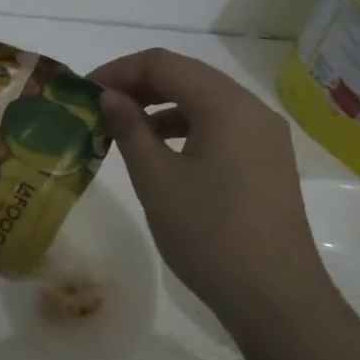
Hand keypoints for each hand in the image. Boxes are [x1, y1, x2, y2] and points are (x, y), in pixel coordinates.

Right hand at [90, 48, 331, 332]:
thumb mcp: (156, 178)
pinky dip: (186, 129)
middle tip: (100, 108)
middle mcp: (252, 110)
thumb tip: (110, 96)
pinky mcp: (267, 162)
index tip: (85, 91)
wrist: (274, 296)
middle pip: (188, 76)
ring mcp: (265, 137)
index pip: (164, 63)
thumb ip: (130, 128)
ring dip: (162, 107)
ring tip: (124, 131)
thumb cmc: (208, 233)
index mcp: (226, 105)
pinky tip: (162, 153)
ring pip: (206, 102)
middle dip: (140, 86)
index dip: (120, 70)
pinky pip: (221, 128)